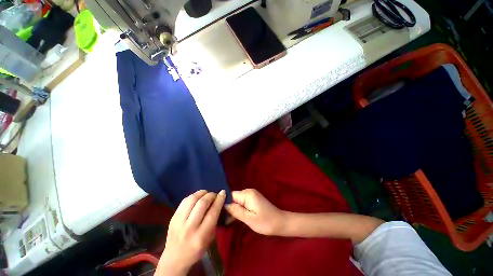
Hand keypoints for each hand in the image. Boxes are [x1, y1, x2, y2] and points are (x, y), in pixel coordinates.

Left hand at [156, 190, 225, 275]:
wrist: (174, 258)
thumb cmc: (196, 250)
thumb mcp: (209, 238)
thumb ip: (214, 220)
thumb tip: (218, 201)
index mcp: (201, 236)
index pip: (212, 212)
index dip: (219, 200)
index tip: (223, 193)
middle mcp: (189, 228)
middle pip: (202, 204)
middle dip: (211, 195)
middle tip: (215, 194)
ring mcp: (178, 222)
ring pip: (192, 199)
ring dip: (202, 193)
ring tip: (206, 193)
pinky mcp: (173, 217)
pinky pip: (184, 201)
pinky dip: (193, 196)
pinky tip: (197, 197)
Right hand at [225, 189, 284, 235]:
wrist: (280, 222)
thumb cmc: (265, 222)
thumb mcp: (249, 219)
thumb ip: (236, 211)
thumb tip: (224, 204)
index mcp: (247, 194)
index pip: (231, 195)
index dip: (225, 203)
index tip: (219, 213)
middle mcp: (249, 191)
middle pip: (234, 197)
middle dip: (229, 207)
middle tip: (224, 220)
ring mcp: (252, 194)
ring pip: (238, 200)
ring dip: (233, 209)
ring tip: (228, 220)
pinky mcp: (253, 198)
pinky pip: (243, 202)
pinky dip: (239, 208)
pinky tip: (235, 217)